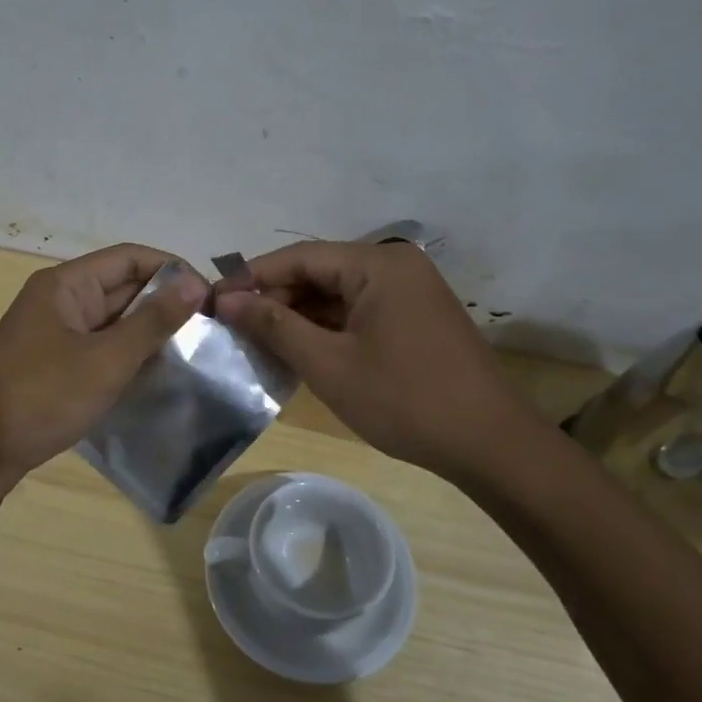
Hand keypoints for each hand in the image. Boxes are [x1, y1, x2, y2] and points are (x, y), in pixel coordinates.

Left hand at [0, 243, 207, 478]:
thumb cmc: (42, 396)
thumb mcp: (106, 359)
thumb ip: (153, 321)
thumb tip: (194, 284)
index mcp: (66, 285)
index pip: (130, 258)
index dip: (172, 270)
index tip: (210, 298)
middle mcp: (59, 300)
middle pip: (121, 287)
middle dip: (164, 304)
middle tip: (209, 330)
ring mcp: (53, 334)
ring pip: (112, 321)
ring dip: (148, 333)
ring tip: (192, 353)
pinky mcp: (53, 364)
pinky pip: (99, 348)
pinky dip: (127, 356)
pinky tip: (156, 375)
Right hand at [214, 240, 532, 474]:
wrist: (490, 445)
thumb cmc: (405, 399)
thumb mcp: (329, 364)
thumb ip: (274, 326)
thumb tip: (227, 301)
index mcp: (377, 265)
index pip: (298, 257)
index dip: (251, 278)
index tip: (212, 302)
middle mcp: (394, 267)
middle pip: (318, 273)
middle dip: (274, 299)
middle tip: (231, 328)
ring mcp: (408, 294)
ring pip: (336, 295)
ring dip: (297, 316)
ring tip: (255, 342)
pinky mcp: (413, 319)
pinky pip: (356, 313)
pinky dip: (325, 329)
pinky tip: (296, 350)